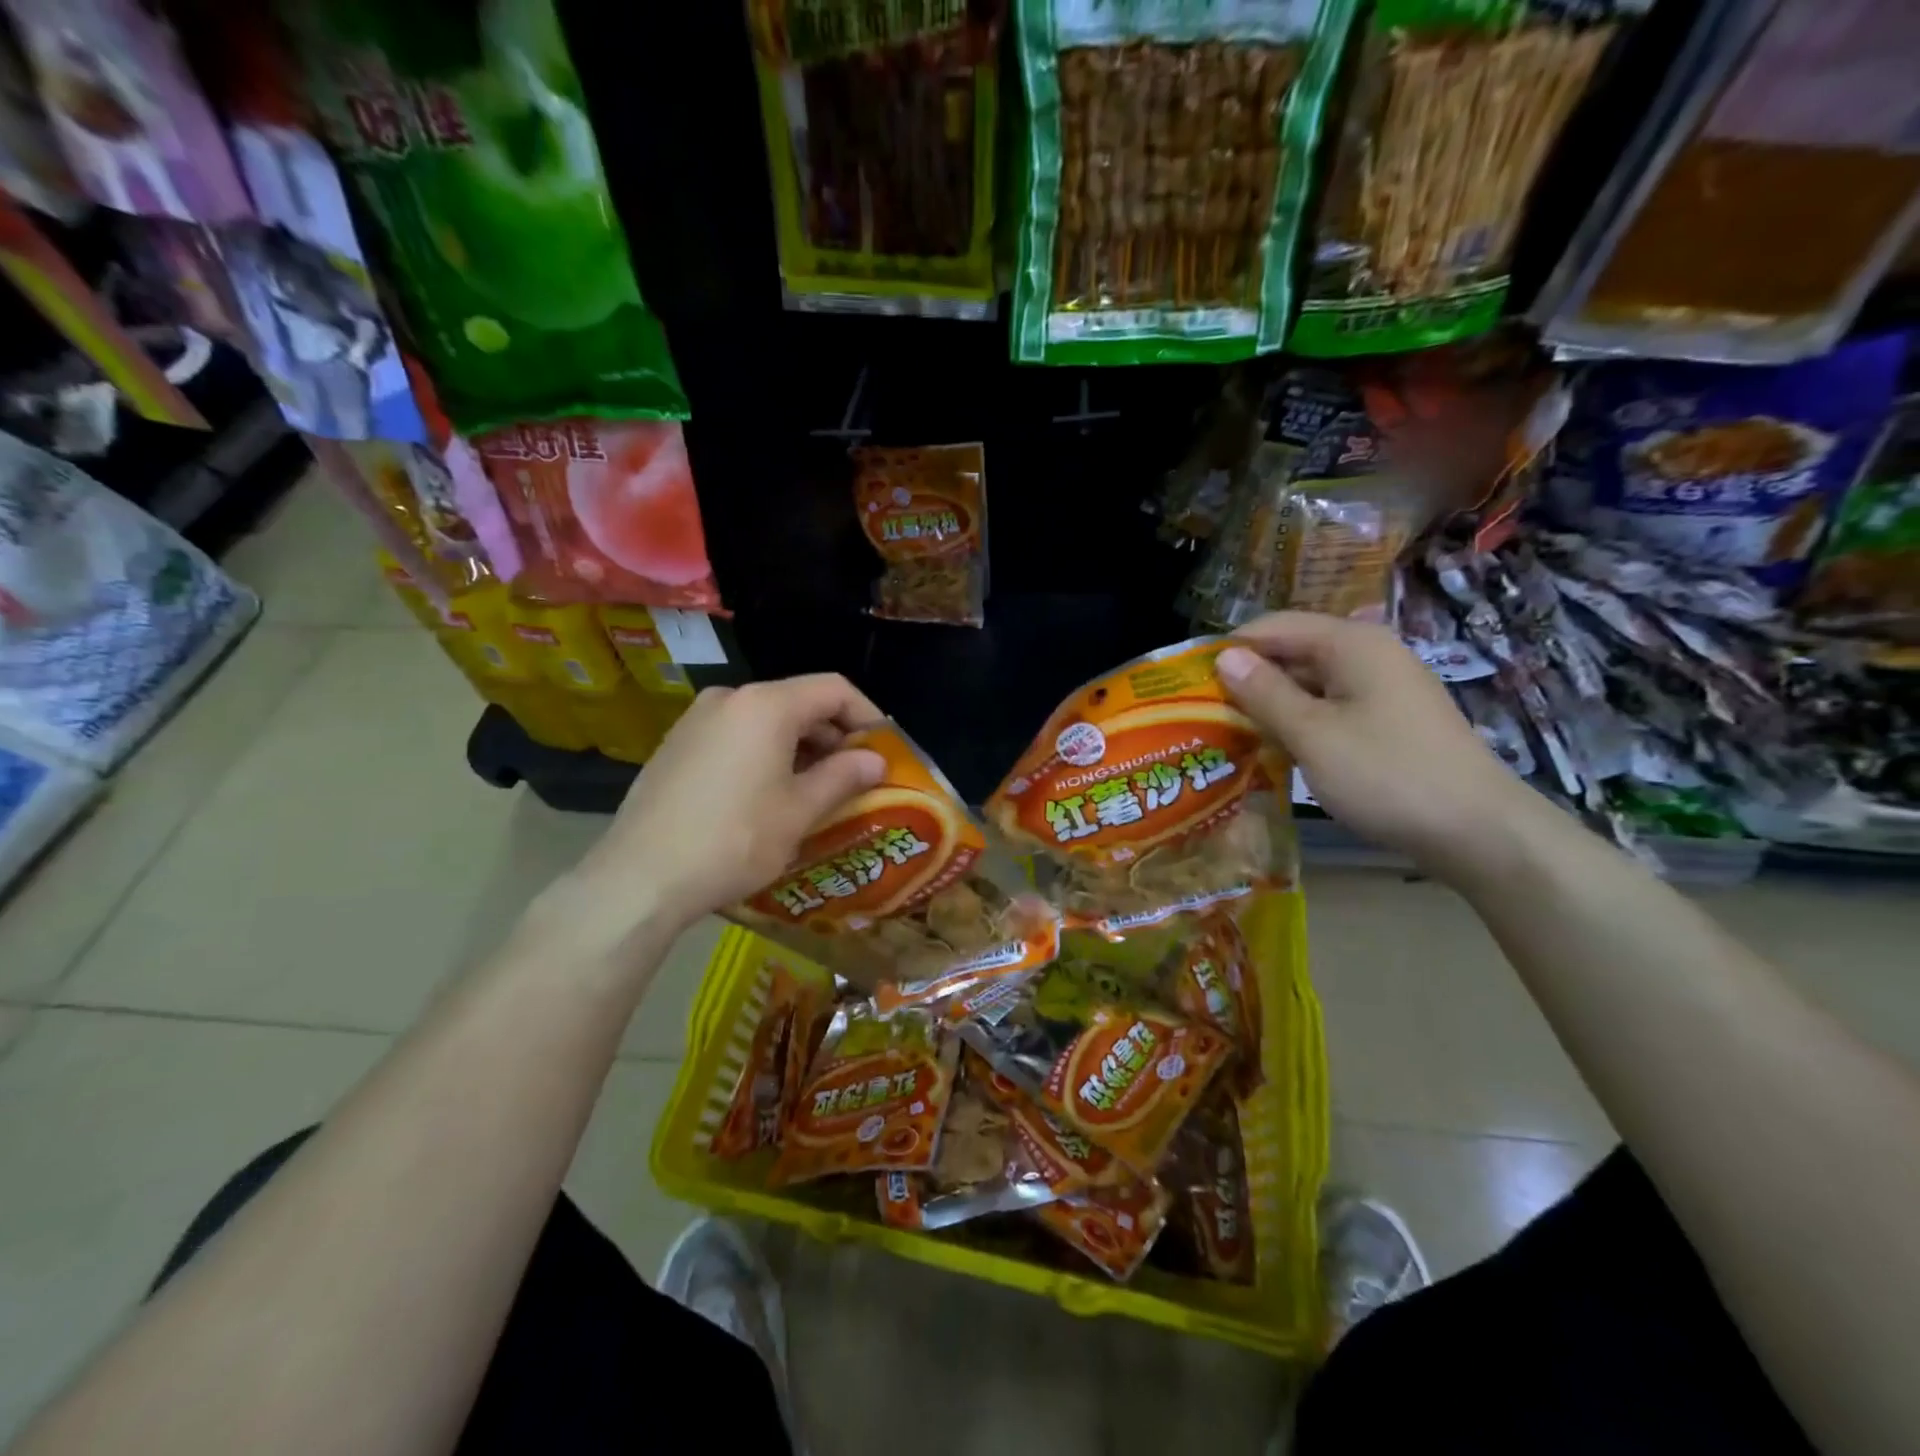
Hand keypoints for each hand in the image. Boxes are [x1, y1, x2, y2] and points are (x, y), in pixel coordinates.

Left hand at [548, 675, 886, 954]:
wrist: (641, 877)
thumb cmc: (734, 839)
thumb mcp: (799, 811)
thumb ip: (843, 777)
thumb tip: (877, 760)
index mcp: (766, 705)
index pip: (833, 689)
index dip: (867, 716)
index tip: (885, 750)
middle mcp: (730, 698)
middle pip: (799, 702)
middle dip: (834, 736)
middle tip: (856, 776)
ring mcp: (697, 720)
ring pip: (767, 721)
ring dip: (801, 748)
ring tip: (818, 790)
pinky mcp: (677, 745)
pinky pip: (737, 736)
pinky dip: (766, 754)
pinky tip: (770, 795)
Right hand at [1215, 612, 1535, 877]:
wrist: (1478, 831)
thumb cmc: (1386, 774)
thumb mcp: (1312, 734)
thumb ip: (1264, 692)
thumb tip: (1224, 657)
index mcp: (1351, 643)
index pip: (1273, 626)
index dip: (1229, 649)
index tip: (1190, 682)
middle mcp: (1368, 653)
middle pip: (1292, 651)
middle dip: (1248, 678)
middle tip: (1204, 713)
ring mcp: (1383, 686)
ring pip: (1310, 681)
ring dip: (1271, 703)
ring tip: (1231, 732)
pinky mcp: (1389, 718)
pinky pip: (1331, 706)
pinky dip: (1300, 720)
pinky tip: (1276, 747)